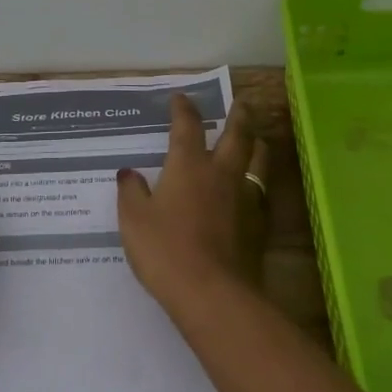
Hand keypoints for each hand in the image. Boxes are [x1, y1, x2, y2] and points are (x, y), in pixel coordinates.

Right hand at [116, 95, 267, 315]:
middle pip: (237, 133)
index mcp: (188, 165)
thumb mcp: (134, 221)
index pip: (188, 126)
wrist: (213, 294)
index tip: (181, 98)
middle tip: (241, 103)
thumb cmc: (166, 251)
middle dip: (238, 114)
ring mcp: (244, 197)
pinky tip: (255, 187)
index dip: (184, 109)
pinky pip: (263, 191)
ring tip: (256, 138)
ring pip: (258, 158)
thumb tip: (129, 173)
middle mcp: (220, 172)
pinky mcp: (259, 223)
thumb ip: (131, 193)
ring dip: (256, 142)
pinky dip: (259, 181)